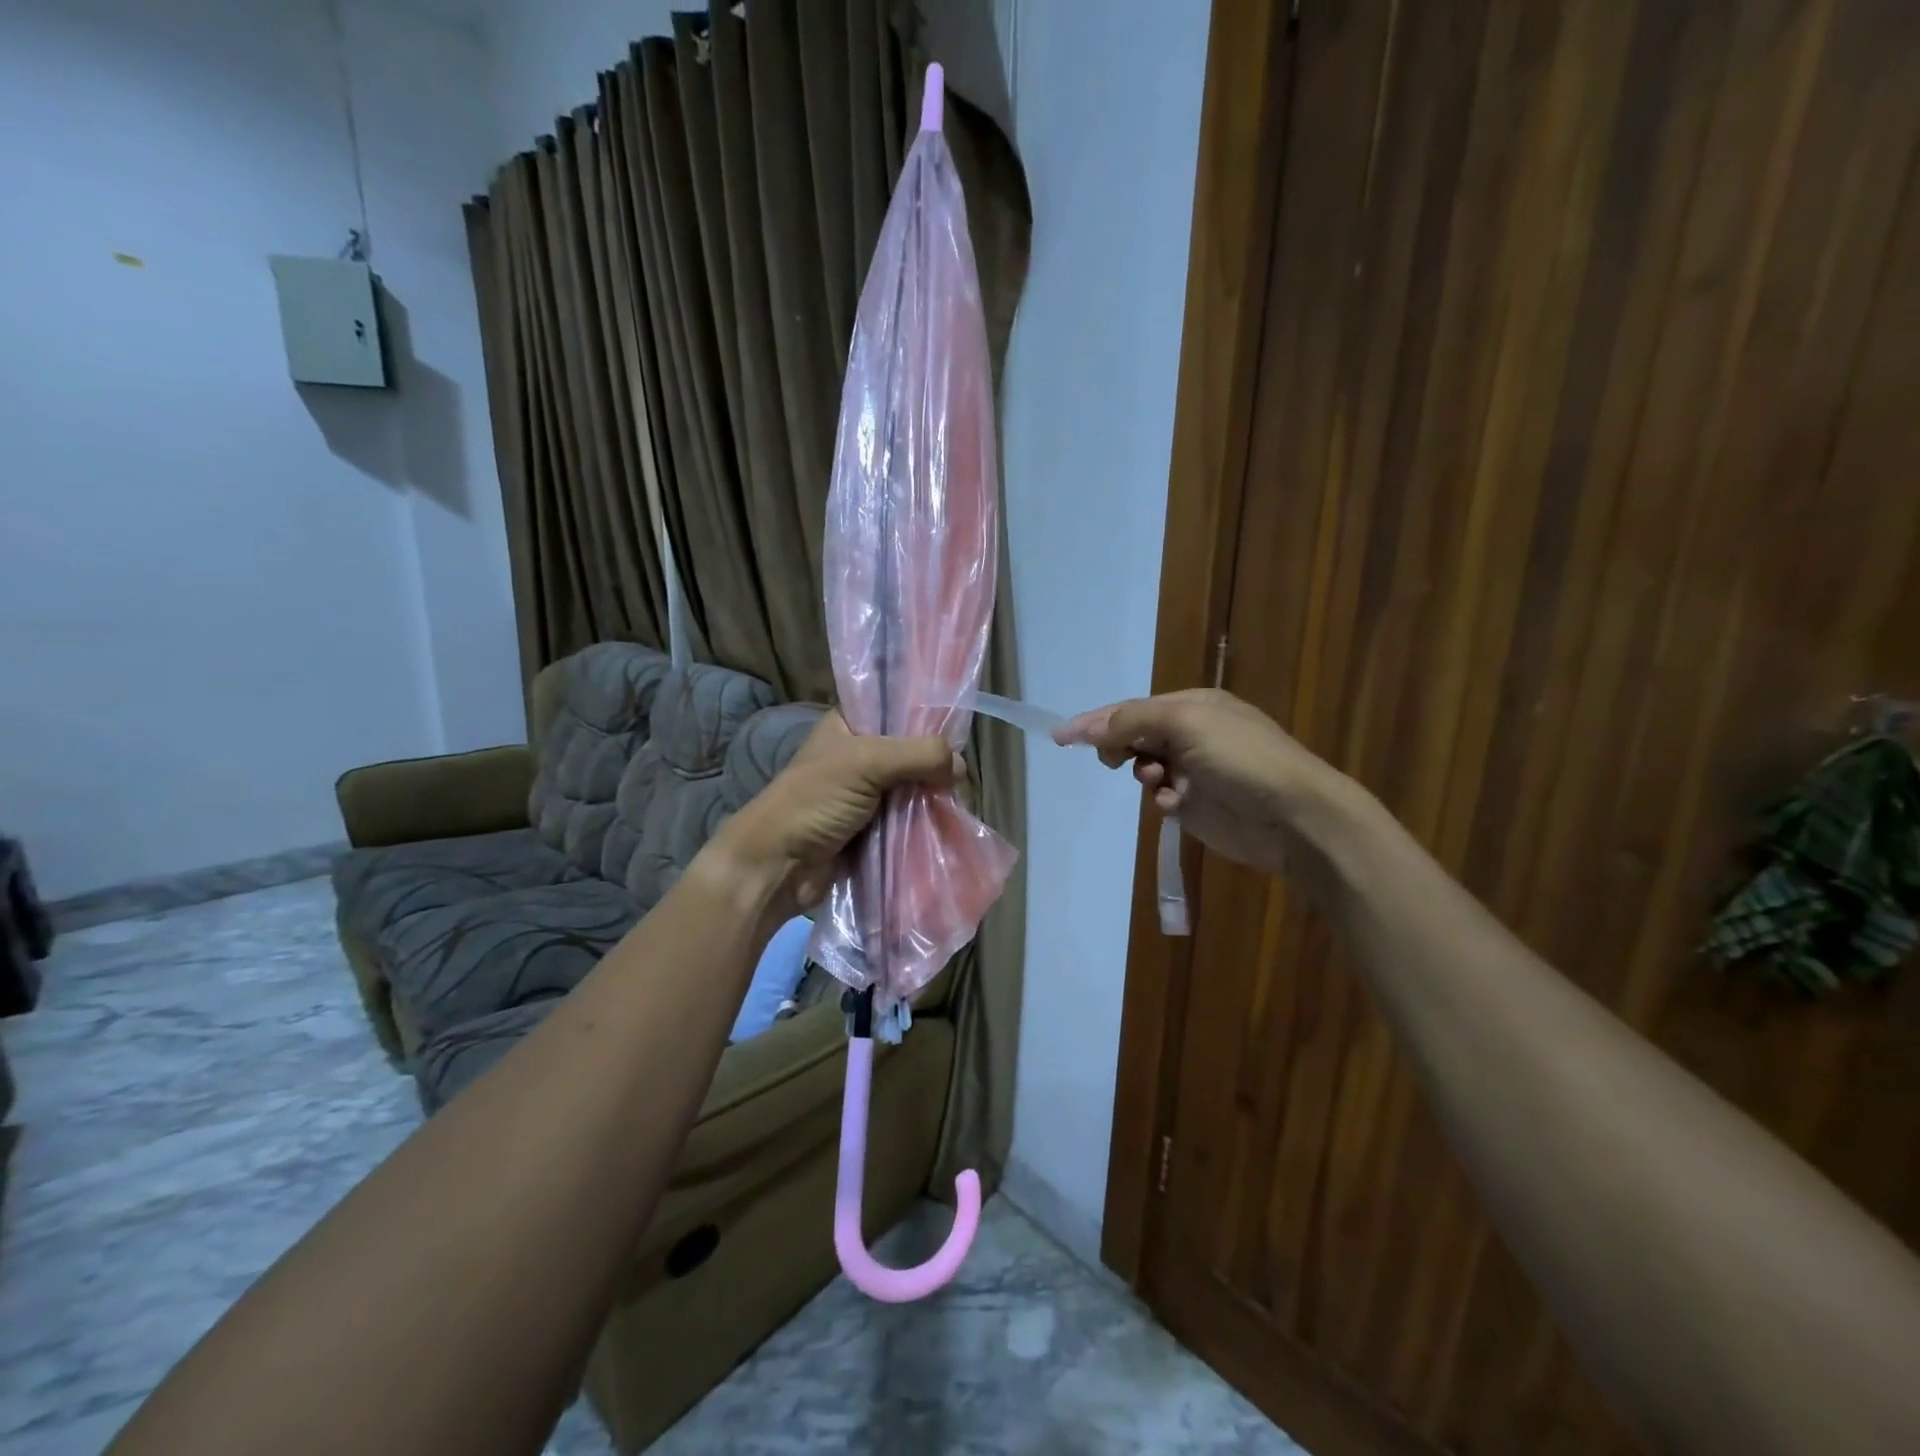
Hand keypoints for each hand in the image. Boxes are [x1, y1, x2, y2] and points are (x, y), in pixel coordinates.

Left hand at [706, 711, 961, 918]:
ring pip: (914, 786)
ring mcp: (867, 792)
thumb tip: (960, 767)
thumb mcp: (866, 762)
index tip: (958, 728)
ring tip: (959, 801)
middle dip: (935, 762)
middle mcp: (860, 754)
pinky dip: (925, 820)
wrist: (779, 865)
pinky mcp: (874, 826)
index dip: (926, 715)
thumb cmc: (814, 801)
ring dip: (932, 795)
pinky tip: (948, 821)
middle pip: (911, 750)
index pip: (896, 707)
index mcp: (850, 725)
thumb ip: (918, 755)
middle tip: (960, 775)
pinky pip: (909, 817)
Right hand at [1054, 688, 1352, 879]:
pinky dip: (1162, 799)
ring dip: (1143, 773)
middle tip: (1113, 760)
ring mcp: (1195, 770)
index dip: (1096, 720)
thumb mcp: (1185, 723)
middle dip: (1121, 746)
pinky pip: (1162, 797)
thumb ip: (1132, 721)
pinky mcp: (1198, 804)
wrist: (1293, 815)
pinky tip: (1174, 805)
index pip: (1132, 708)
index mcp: (1193, 705)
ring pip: (1145, 767)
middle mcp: (1192, 733)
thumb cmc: (1240, 758)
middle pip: (1136, 735)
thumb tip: (1087, 726)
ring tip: (1157, 782)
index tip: (1060, 736)